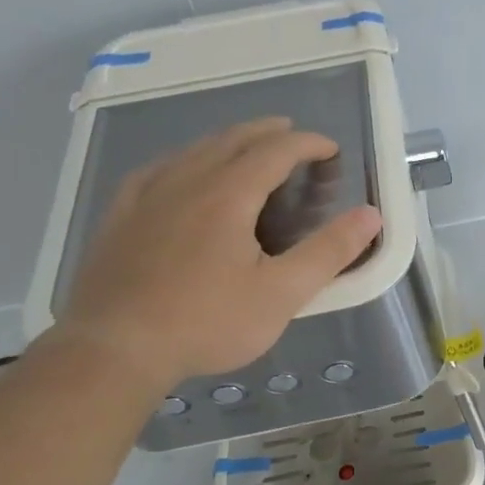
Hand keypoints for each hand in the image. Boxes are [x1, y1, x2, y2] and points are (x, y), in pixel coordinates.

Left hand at [51, 118, 381, 387]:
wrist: (114, 350)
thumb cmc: (206, 323)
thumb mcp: (281, 294)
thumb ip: (329, 252)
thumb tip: (370, 215)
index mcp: (228, 195)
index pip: (275, 151)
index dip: (307, 144)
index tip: (330, 149)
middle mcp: (186, 182)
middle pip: (232, 140)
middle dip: (268, 133)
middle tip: (292, 135)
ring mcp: (146, 197)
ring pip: (193, 151)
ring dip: (228, 142)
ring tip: (246, 148)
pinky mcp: (119, 218)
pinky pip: (155, 170)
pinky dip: (182, 160)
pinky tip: (179, 171)